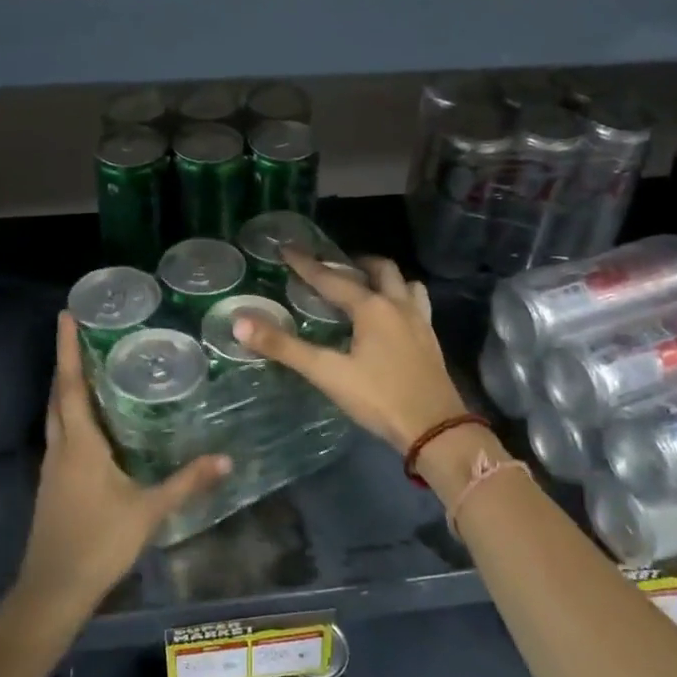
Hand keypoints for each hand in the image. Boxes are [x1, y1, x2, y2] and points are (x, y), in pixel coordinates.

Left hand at [15, 313, 229, 617]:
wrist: (53, 590)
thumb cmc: (98, 543)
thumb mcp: (149, 511)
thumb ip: (187, 482)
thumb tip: (227, 458)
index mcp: (80, 445)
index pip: (72, 385)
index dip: (68, 349)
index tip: (65, 315)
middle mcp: (61, 448)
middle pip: (59, 395)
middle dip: (68, 362)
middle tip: (85, 333)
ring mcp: (52, 467)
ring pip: (57, 415)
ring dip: (68, 388)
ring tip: (91, 367)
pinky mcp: (53, 484)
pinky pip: (61, 435)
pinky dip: (72, 415)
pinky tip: (93, 423)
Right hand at [231, 250, 468, 464]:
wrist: (435, 428)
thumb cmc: (379, 398)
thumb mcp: (328, 373)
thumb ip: (285, 348)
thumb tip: (241, 323)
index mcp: (372, 307)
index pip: (331, 279)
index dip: (306, 264)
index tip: (287, 248)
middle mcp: (398, 305)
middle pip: (379, 269)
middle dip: (354, 263)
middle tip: (333, 267)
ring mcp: (419, 321)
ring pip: (405, 283)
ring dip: (384, 278)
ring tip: (366, 286)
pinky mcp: (430, 340)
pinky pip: (417, 304)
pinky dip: (402, 298)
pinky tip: (393, 318)